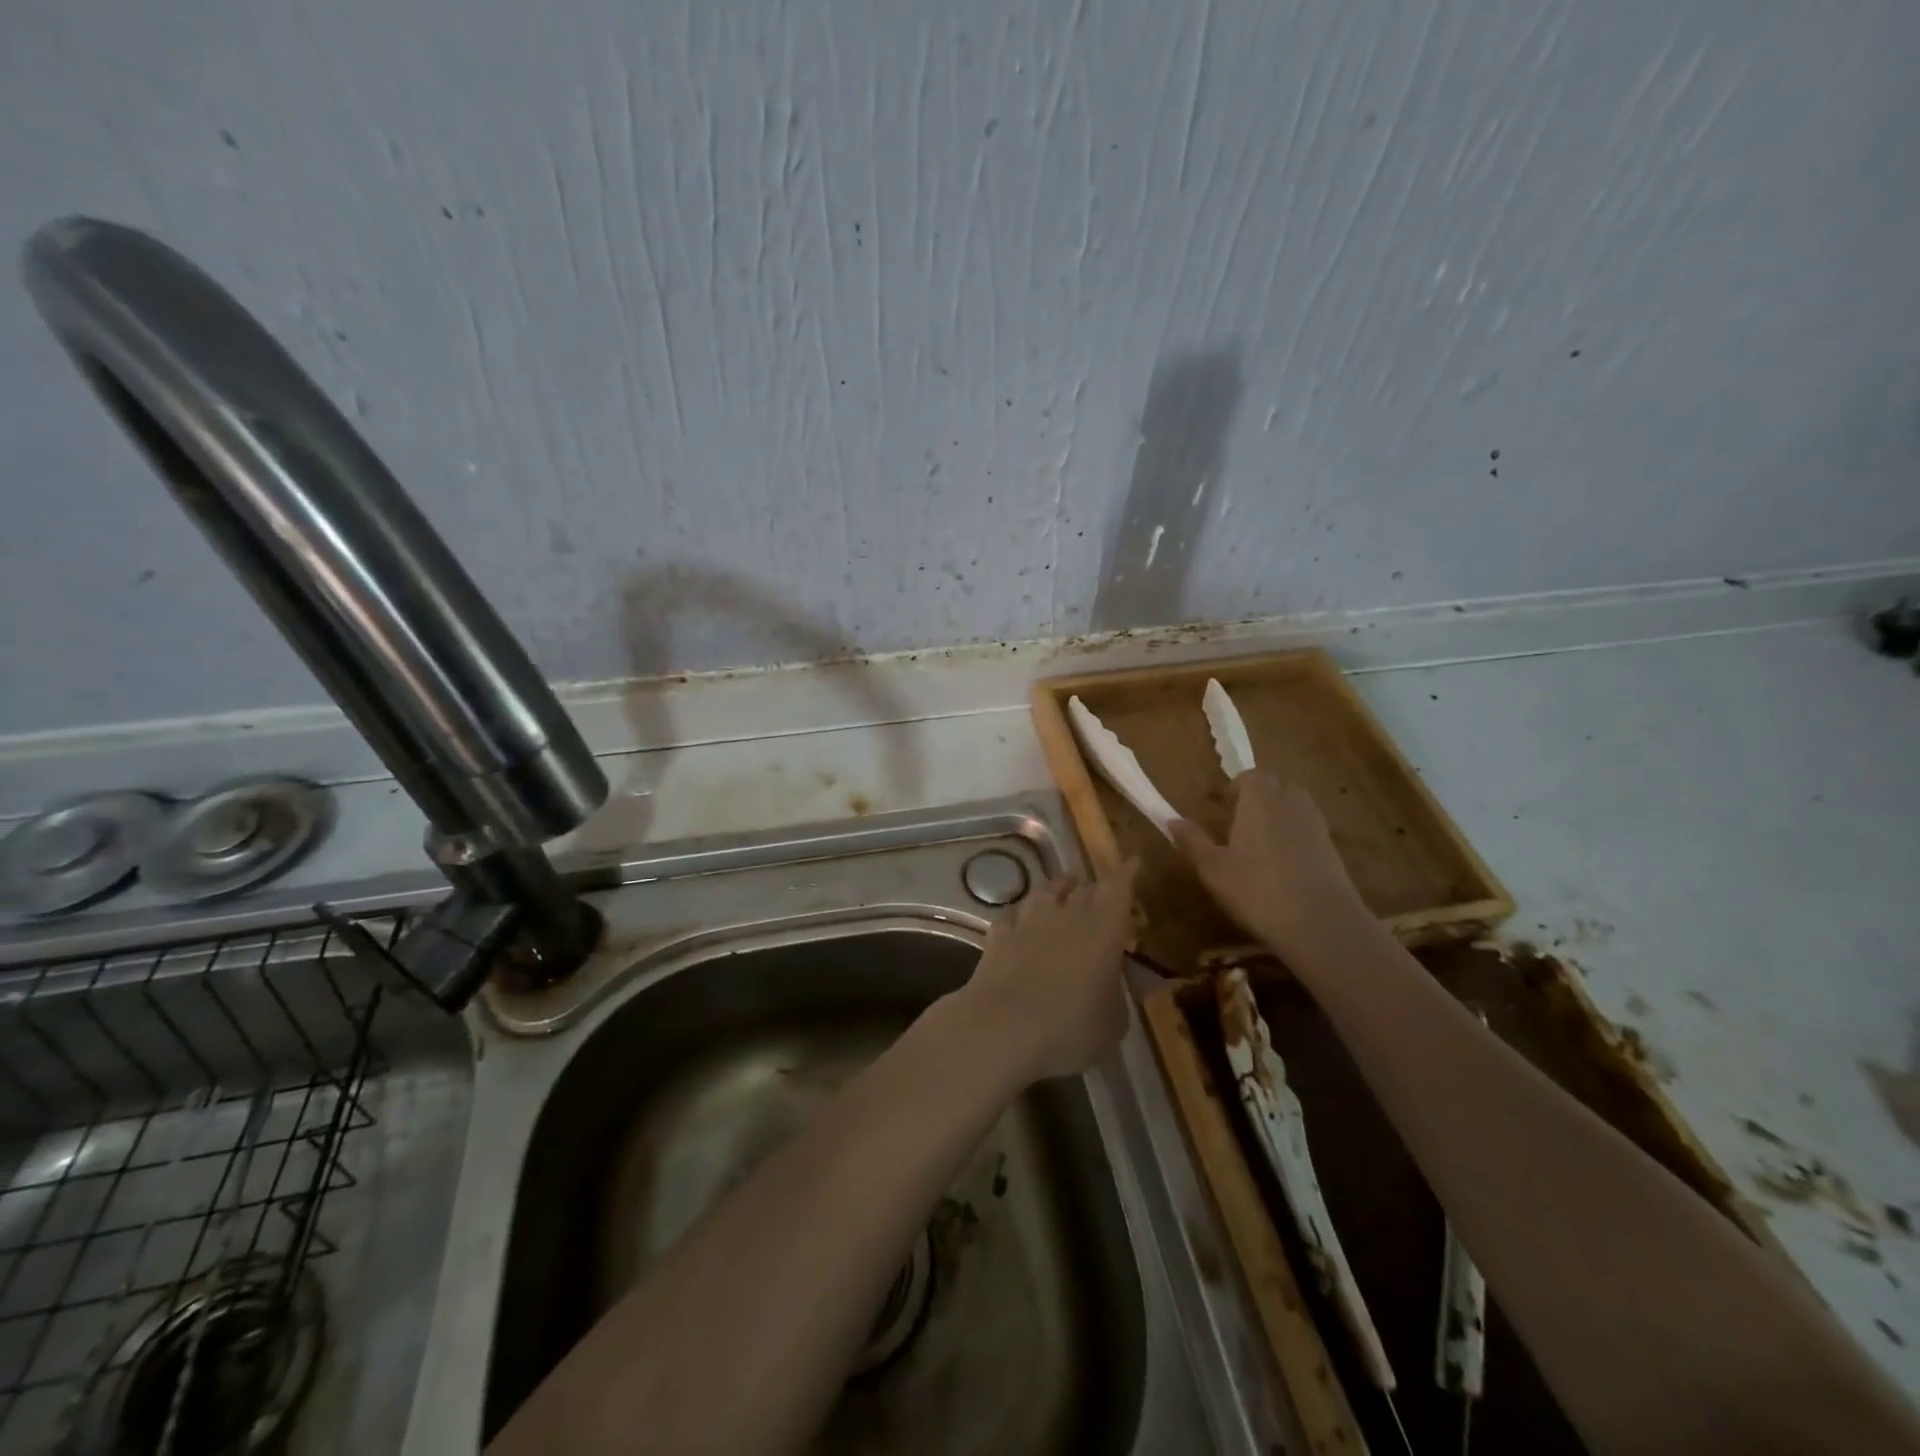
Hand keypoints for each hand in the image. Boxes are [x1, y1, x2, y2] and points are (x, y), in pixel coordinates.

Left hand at [956, 864, 1137, 1084]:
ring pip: (1047, 891)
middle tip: (1104, 889)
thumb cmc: (1070, 1027)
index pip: (1118, 887)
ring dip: (1059, 888)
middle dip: (1096, 885)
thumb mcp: (1114, 1021)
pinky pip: (1014, 913)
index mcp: (1103, 928)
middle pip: (1084, 887)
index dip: (1127, 873)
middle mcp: (1066, 913)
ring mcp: (1028, 920)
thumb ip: (1120, 993)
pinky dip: (1023, 913)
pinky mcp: (998, 934)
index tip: (1133, 862)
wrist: (1001, 1028)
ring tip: (1066, 888)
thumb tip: (1123, 979)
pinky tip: (1023, 917)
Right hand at [1169, 771, 1365, 953]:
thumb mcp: (1213, 868)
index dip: (1235, 787)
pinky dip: (1294, 836)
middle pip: (1276, 786)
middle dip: (1258, 797)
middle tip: (1238, 822)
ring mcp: (1316, 824)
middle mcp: (1291, 802)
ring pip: (1294, 806)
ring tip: (1258, 843)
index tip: (1221, 805)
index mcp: (1260, 799)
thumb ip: (1193, 841)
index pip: (1250, 776)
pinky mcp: (1332, 848)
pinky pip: (1307, 829)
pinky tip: (1281, 865)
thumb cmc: (1257, 889)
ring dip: (1277, 815)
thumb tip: (1172, 821)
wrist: (1321, 922)